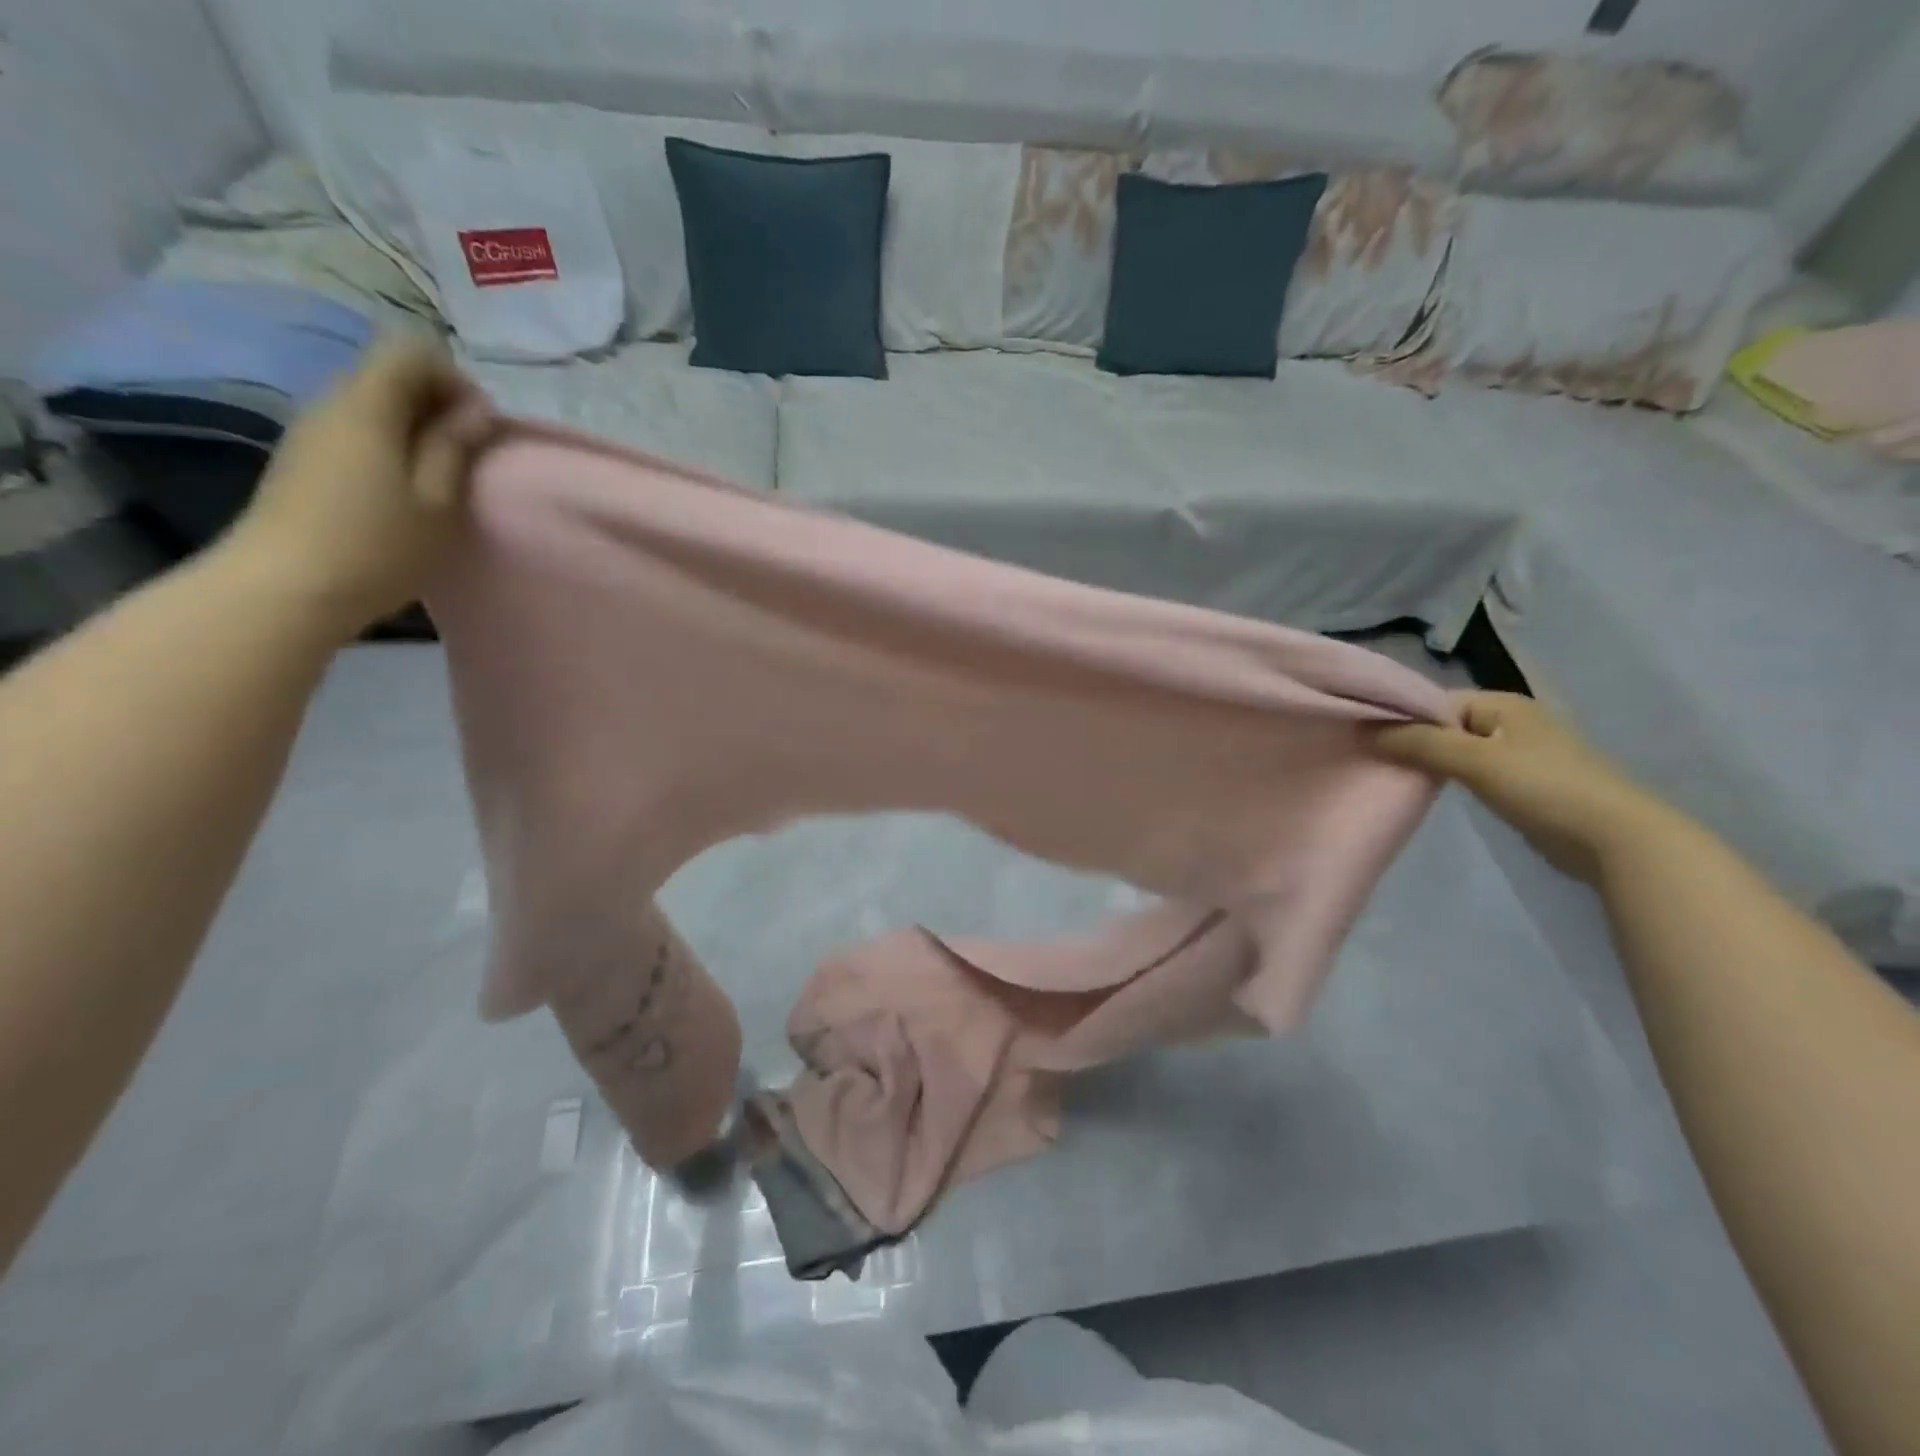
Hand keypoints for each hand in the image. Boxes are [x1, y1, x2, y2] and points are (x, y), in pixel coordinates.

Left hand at [226, 340, 496, 638]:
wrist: (285, 588)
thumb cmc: (378, 545)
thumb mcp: (437, 500)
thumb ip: (456, 446)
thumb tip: (476, 410)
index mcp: (367, 405)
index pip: (412, 350)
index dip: (455, 379)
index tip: (479, 427)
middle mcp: (331, 402)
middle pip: (390, 374)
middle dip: (438, 403)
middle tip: (468, 455)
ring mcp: (310, 430)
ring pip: (373, 403)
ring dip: (415, 427)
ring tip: (440, 477)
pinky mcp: (302, 459)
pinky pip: (354, 430)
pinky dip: (389, 445)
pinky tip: (403, 490)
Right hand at [1375, 692, 1669, 882]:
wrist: (1615, 839)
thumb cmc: (1544, 787)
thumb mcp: (1476, 761)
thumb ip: (1420, 743)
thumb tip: (1365, 730)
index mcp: (1502, 704)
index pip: (1434, 701)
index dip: (1399, 716)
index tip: (1364, 737)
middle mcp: (1508, 721)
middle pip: (1442, 725)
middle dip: (1409, 740)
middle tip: (1372, 759)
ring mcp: (1517, 753)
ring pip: (1454, 750)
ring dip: (1427, 761)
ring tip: (1392, 776)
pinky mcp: (1520, 784)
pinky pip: (1470, 771)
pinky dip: (1447, 778)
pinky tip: (1429, 791)